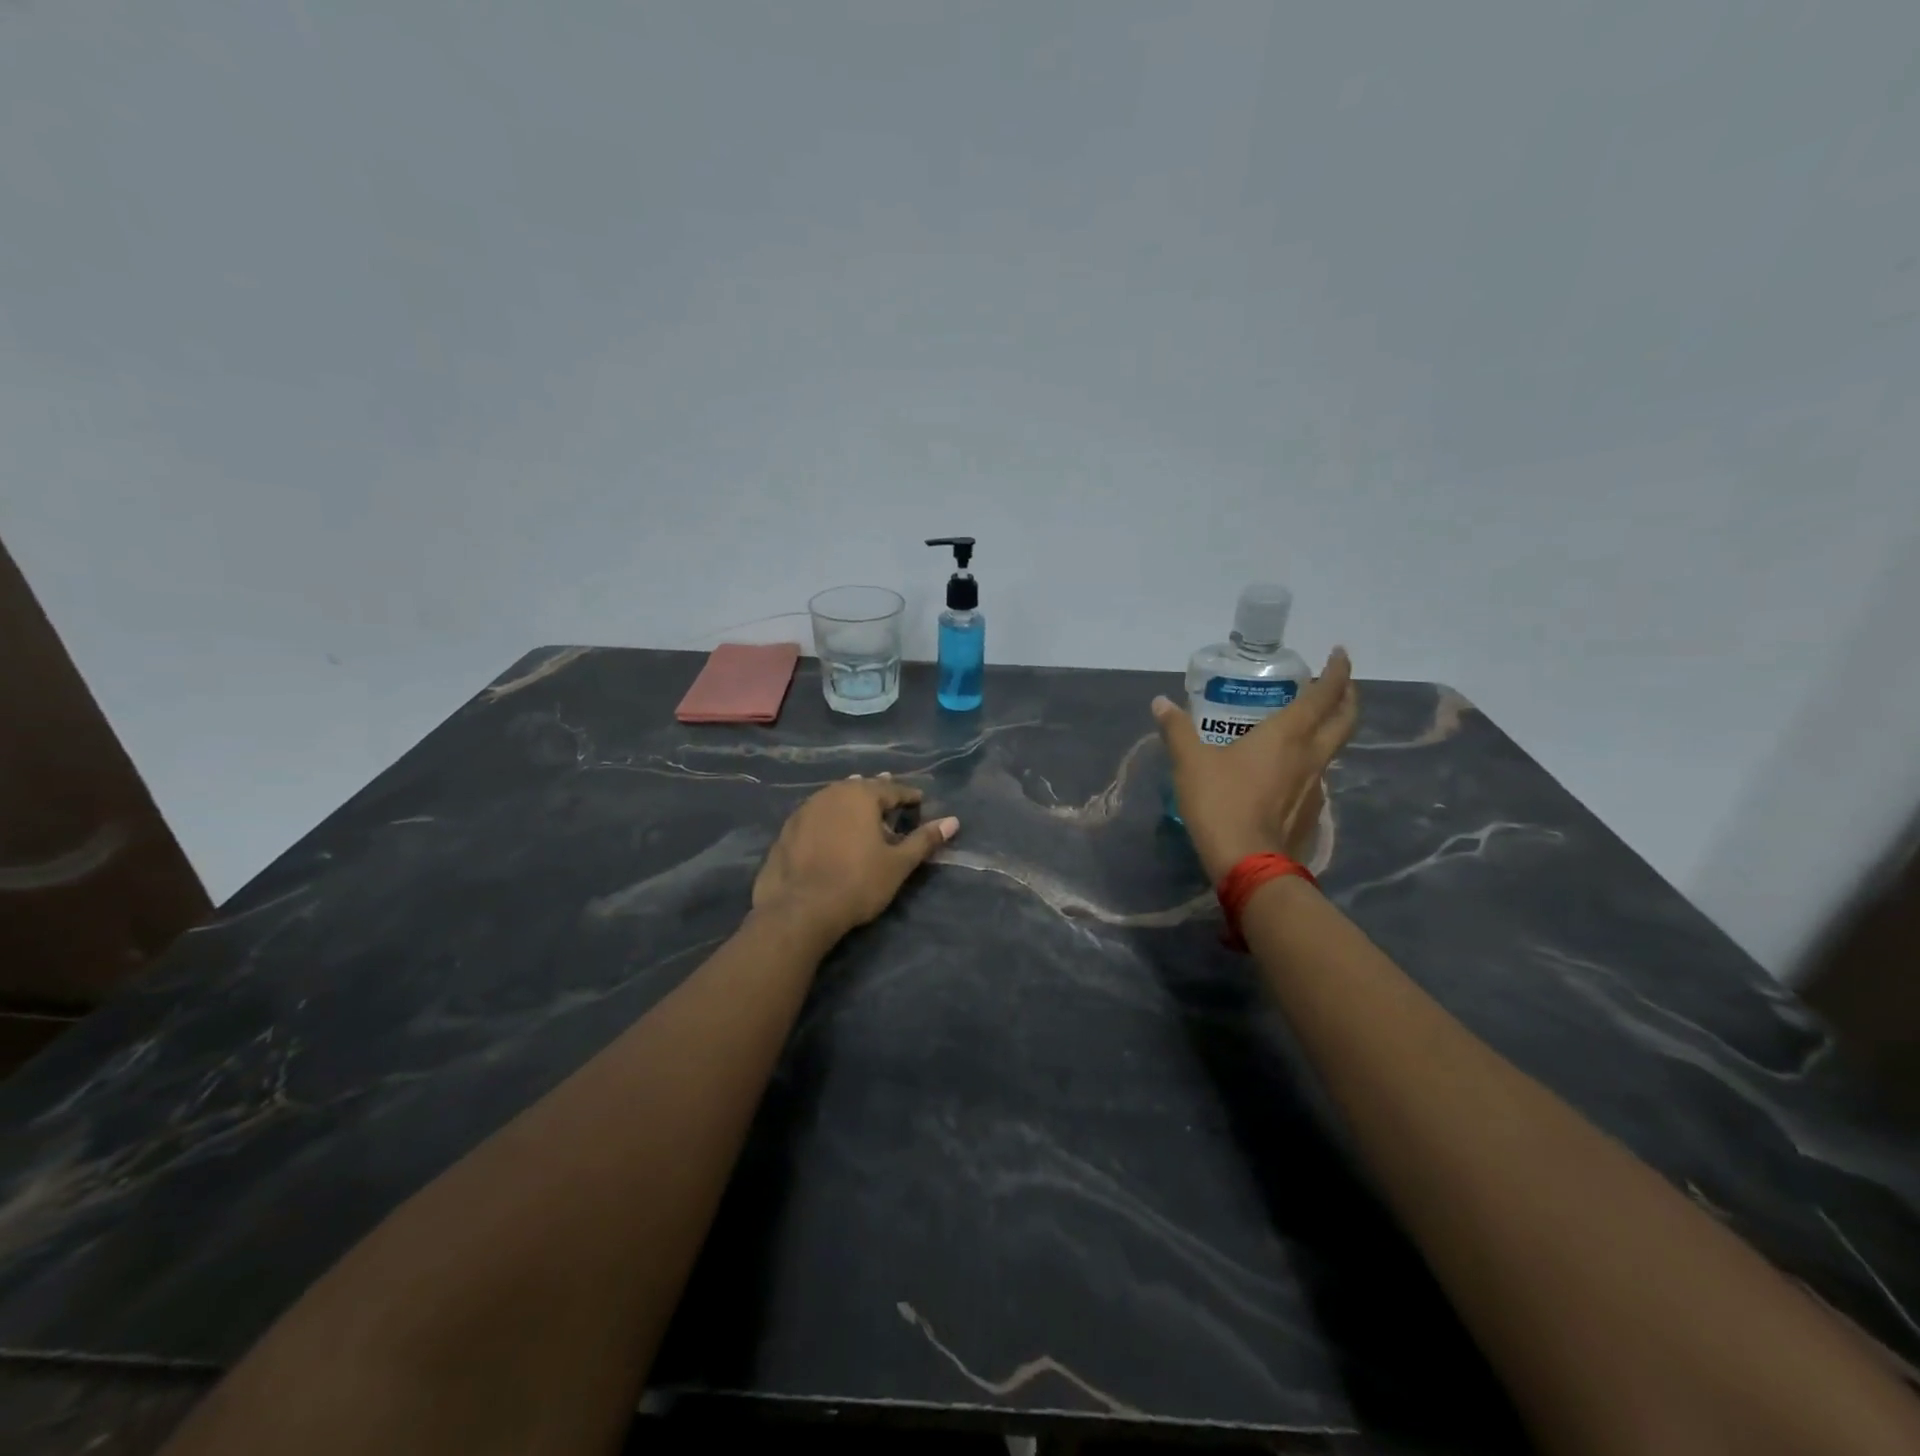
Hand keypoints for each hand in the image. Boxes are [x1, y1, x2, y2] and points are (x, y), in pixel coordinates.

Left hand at [751, 775, 959, 941]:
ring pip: (835, 799)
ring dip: (852, 804)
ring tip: (863, 813)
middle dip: (878, 794)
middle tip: (892, 801)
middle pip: (861, 788)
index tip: (920, 802)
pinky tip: (832, 831)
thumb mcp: (898, 864)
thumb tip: (953, 821)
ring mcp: (805, 810)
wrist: (799, 910)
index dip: (909, 796)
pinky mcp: (787, 830)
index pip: (892, 789)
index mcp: (861, 795)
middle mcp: (831, 794)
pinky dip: (830, 818)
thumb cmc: (857, 883)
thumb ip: (924, 840)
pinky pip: (816, 815)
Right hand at [1154, 648, 1357, 882]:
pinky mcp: (1311, 812)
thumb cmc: (1221, 803)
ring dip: (1330, 729)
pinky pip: (1318, 775)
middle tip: (1340, 683)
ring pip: (1334, 748)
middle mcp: (1311, 755)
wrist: (1249, 863)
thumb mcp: (1190, 763)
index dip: (1337, 671)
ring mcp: (1316, 785)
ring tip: (1310, 724)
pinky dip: (1311, 761)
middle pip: (1345, 719)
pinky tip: (1289, 769)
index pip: (1324, 694)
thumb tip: (1161, 702)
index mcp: (1288, 734)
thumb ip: (1177, 730)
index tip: (1339, 654)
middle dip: (1348, 695)